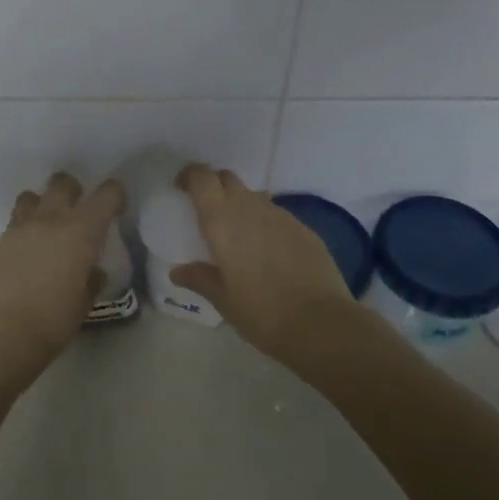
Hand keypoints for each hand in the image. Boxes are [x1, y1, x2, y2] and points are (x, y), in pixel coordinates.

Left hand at [0, 172, 124, 388]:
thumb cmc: (52, 322)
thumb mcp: (83, 304)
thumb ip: (91, 280)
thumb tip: (93, 271)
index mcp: (81, 231)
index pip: (106, 195)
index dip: (114, 195)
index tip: (116, 208)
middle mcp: (50, 219)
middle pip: (62, 183)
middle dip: (73, 190)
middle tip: (78, 211)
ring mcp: (19, 227)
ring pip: (31, 196)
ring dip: (42, 204)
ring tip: (46, 227)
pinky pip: (14, 223)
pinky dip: (24, 229)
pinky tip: (26, 253)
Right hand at [171, 164, 363, 368]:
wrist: (321, 323)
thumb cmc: (261, 312)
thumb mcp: (222, 299)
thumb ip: (199, 278)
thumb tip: (177, 271)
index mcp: (222, 220)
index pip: (201, 178)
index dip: (190, 176)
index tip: (182, 188)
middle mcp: (250, 207)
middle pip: (227, 178)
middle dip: (214, 186)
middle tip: (207, 210)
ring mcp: (280, 215)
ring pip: (254, 195)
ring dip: (241, 204)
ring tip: (238, 234)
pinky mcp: (304, 228)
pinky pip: (276, 214)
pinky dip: (265, 222)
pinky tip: (268, 251)